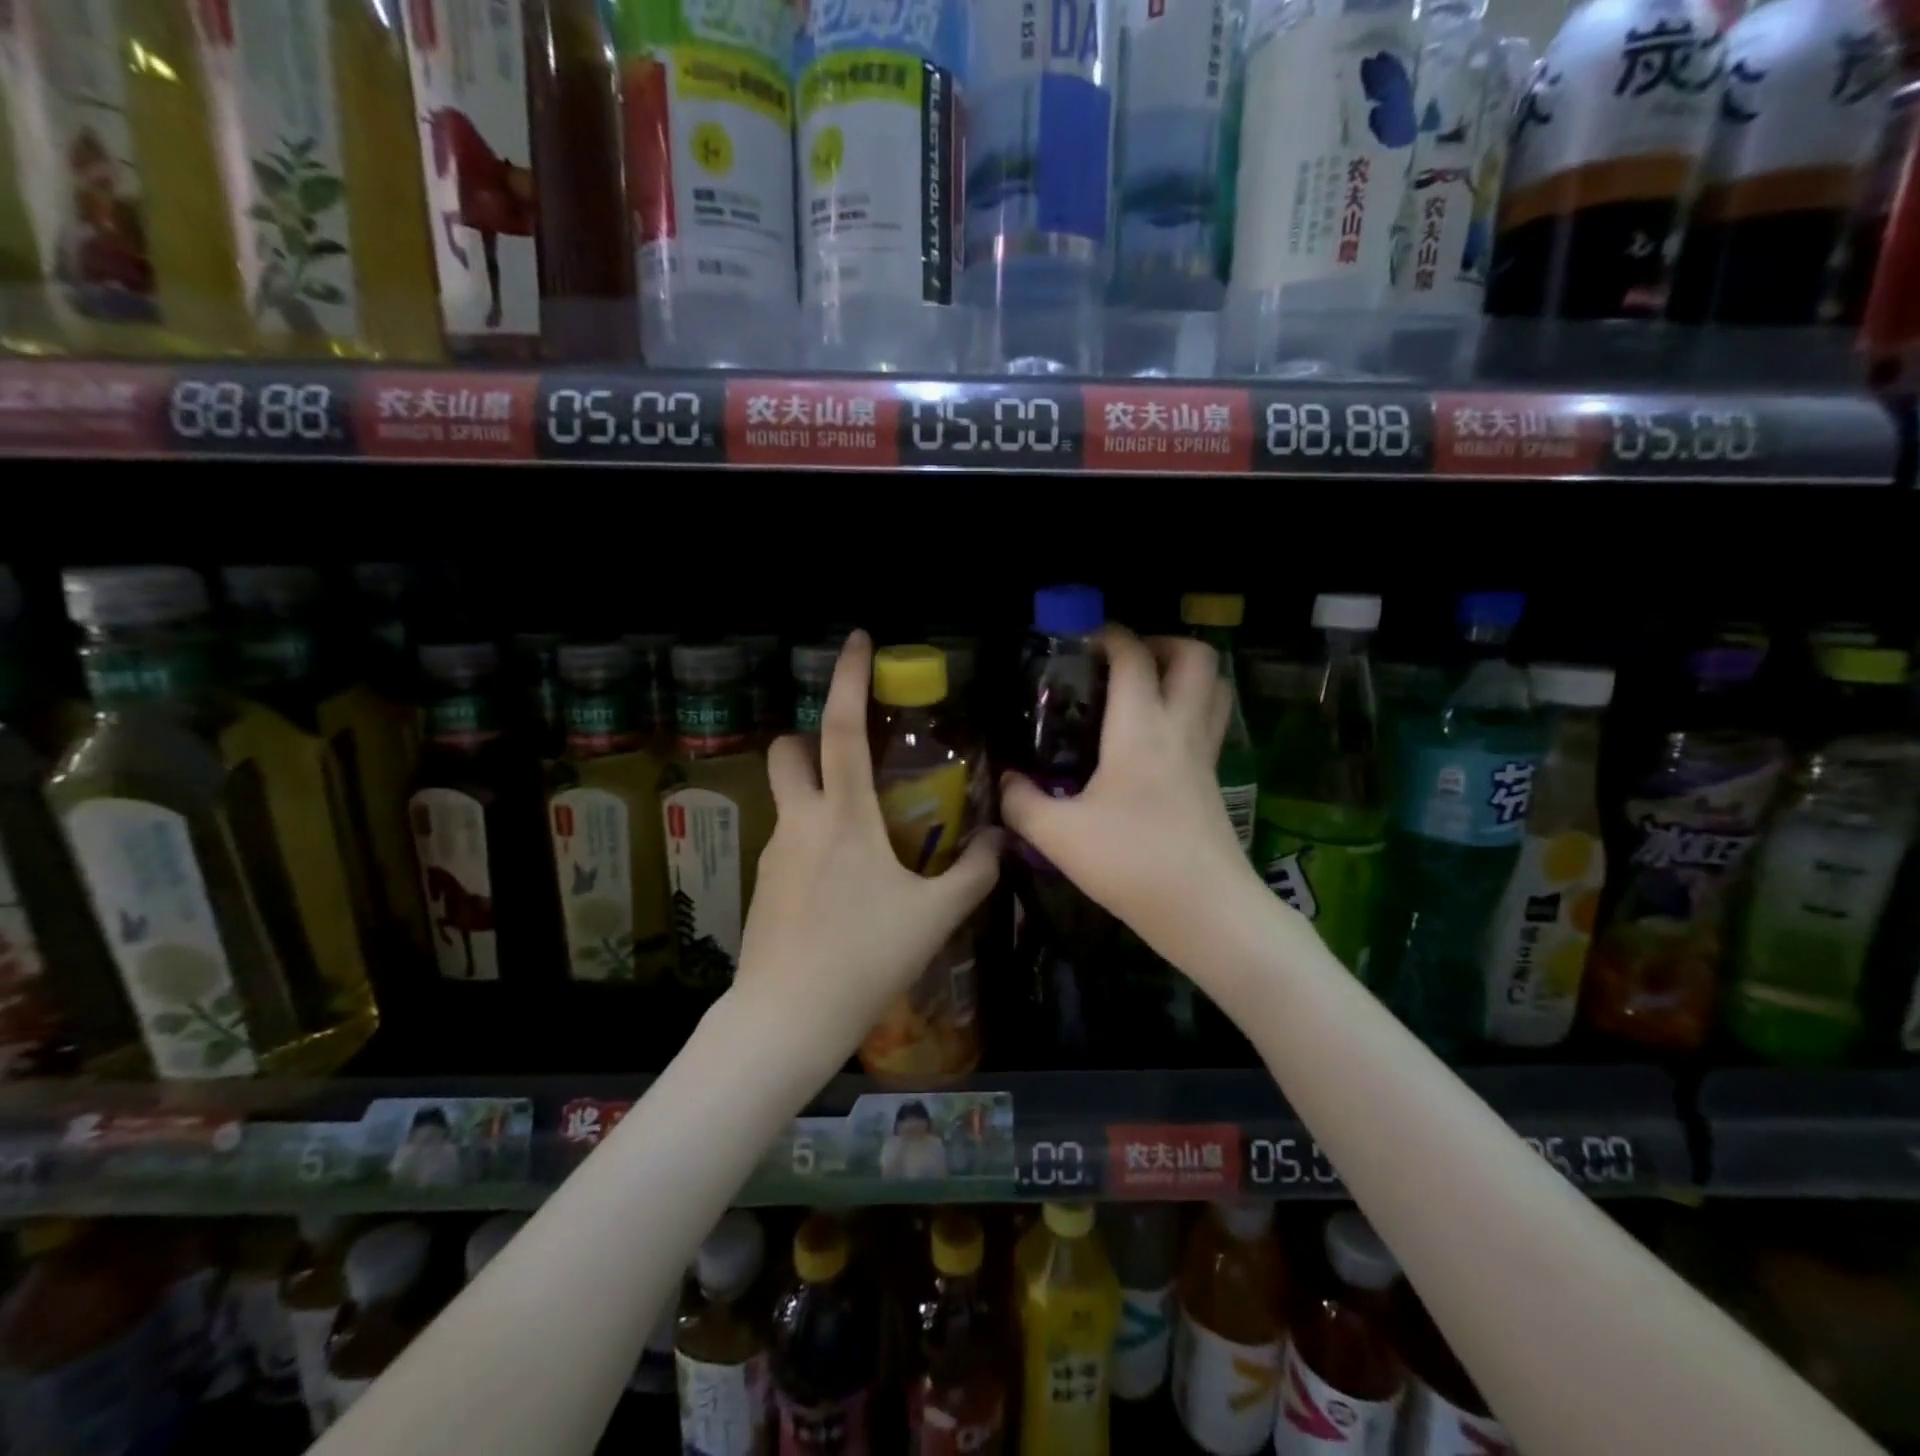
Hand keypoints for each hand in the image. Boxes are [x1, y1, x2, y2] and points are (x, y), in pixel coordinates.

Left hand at [732, 631, 1002, 1079]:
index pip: (838, 729)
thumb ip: (974, 873)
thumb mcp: (933, 917)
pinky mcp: (764, 884)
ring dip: (820, 792)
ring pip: (790, 797)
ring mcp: (774, 853)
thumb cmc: (863, 959)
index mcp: (842, 817)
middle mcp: (800, 822)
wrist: (785, 1019)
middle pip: (789, 751)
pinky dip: (816, 836)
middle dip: (813, 736)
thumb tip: (1002, 840)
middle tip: (855, 756)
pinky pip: (791, 838)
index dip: (846, 679)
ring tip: (868, 834)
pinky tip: (847, 881)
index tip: (856, 640)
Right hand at [1000, 625, 1259, 968]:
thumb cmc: (1131, 863)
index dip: (1111, 637)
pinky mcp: (1215, 783)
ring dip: (1186, 674)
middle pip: (1197, 657)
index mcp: (1141, 728)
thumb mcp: (1058, 835)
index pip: (1134, 658)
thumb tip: (1007, 782)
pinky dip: (1191, 711)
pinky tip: (1156, 742)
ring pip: (1216, 689)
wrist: (1206, 911)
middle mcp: (1180, 729)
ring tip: (1148, 689)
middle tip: (1127, 661)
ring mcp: (1205, 756)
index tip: (1085, 641)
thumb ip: (1022, 803)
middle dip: (1164, 643)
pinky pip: (1211, 725)